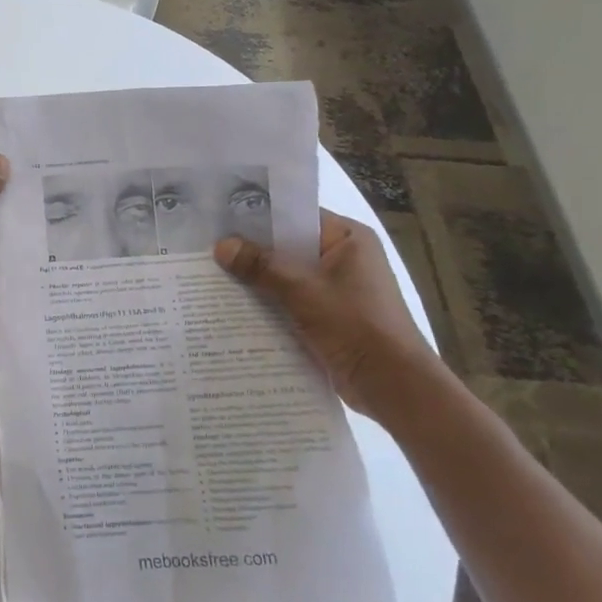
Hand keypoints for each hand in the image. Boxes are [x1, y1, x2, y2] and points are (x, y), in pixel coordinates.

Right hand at [214, 211, 442, 419]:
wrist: (392, 385)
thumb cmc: (356, 325)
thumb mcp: (303, 290)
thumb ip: (261, 266)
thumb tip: (221, 246)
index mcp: (349, 239)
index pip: (297, 216)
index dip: (260, 216)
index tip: (222, 218)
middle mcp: (344, 258)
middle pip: (289, 246)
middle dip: (252, 250)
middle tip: (208, 247)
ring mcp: (336, 289)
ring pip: (287, 275)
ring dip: (257, 279)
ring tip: (212, 275)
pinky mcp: (328, 316)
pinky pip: (290, 301)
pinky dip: (268, 303)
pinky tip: (233, 306)